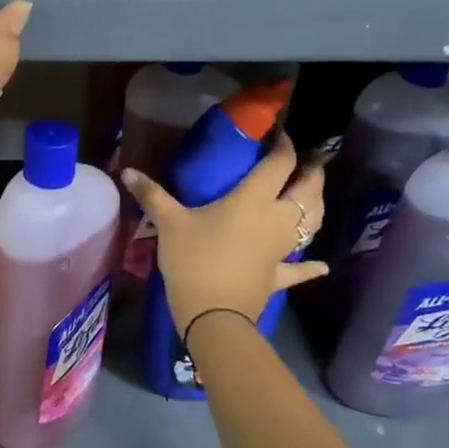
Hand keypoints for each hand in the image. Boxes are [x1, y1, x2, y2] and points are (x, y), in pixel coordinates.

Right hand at [121, 133, 329, 334]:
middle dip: (311, 172)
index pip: (280, 164)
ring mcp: (282, 249)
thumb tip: (127, 171)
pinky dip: (310, 266)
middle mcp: (277, 219)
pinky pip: (299, 269)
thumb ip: (152, 194)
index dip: (284, 144)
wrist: (213, 314)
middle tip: (305, 161)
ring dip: (316, 206)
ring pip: (312, 222)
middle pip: (308, 189)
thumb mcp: (169, 223)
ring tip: (311, 195)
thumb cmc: (194, 260)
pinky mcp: (278, 275)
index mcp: (254, 200)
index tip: (278, 133)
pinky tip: (321, 266)